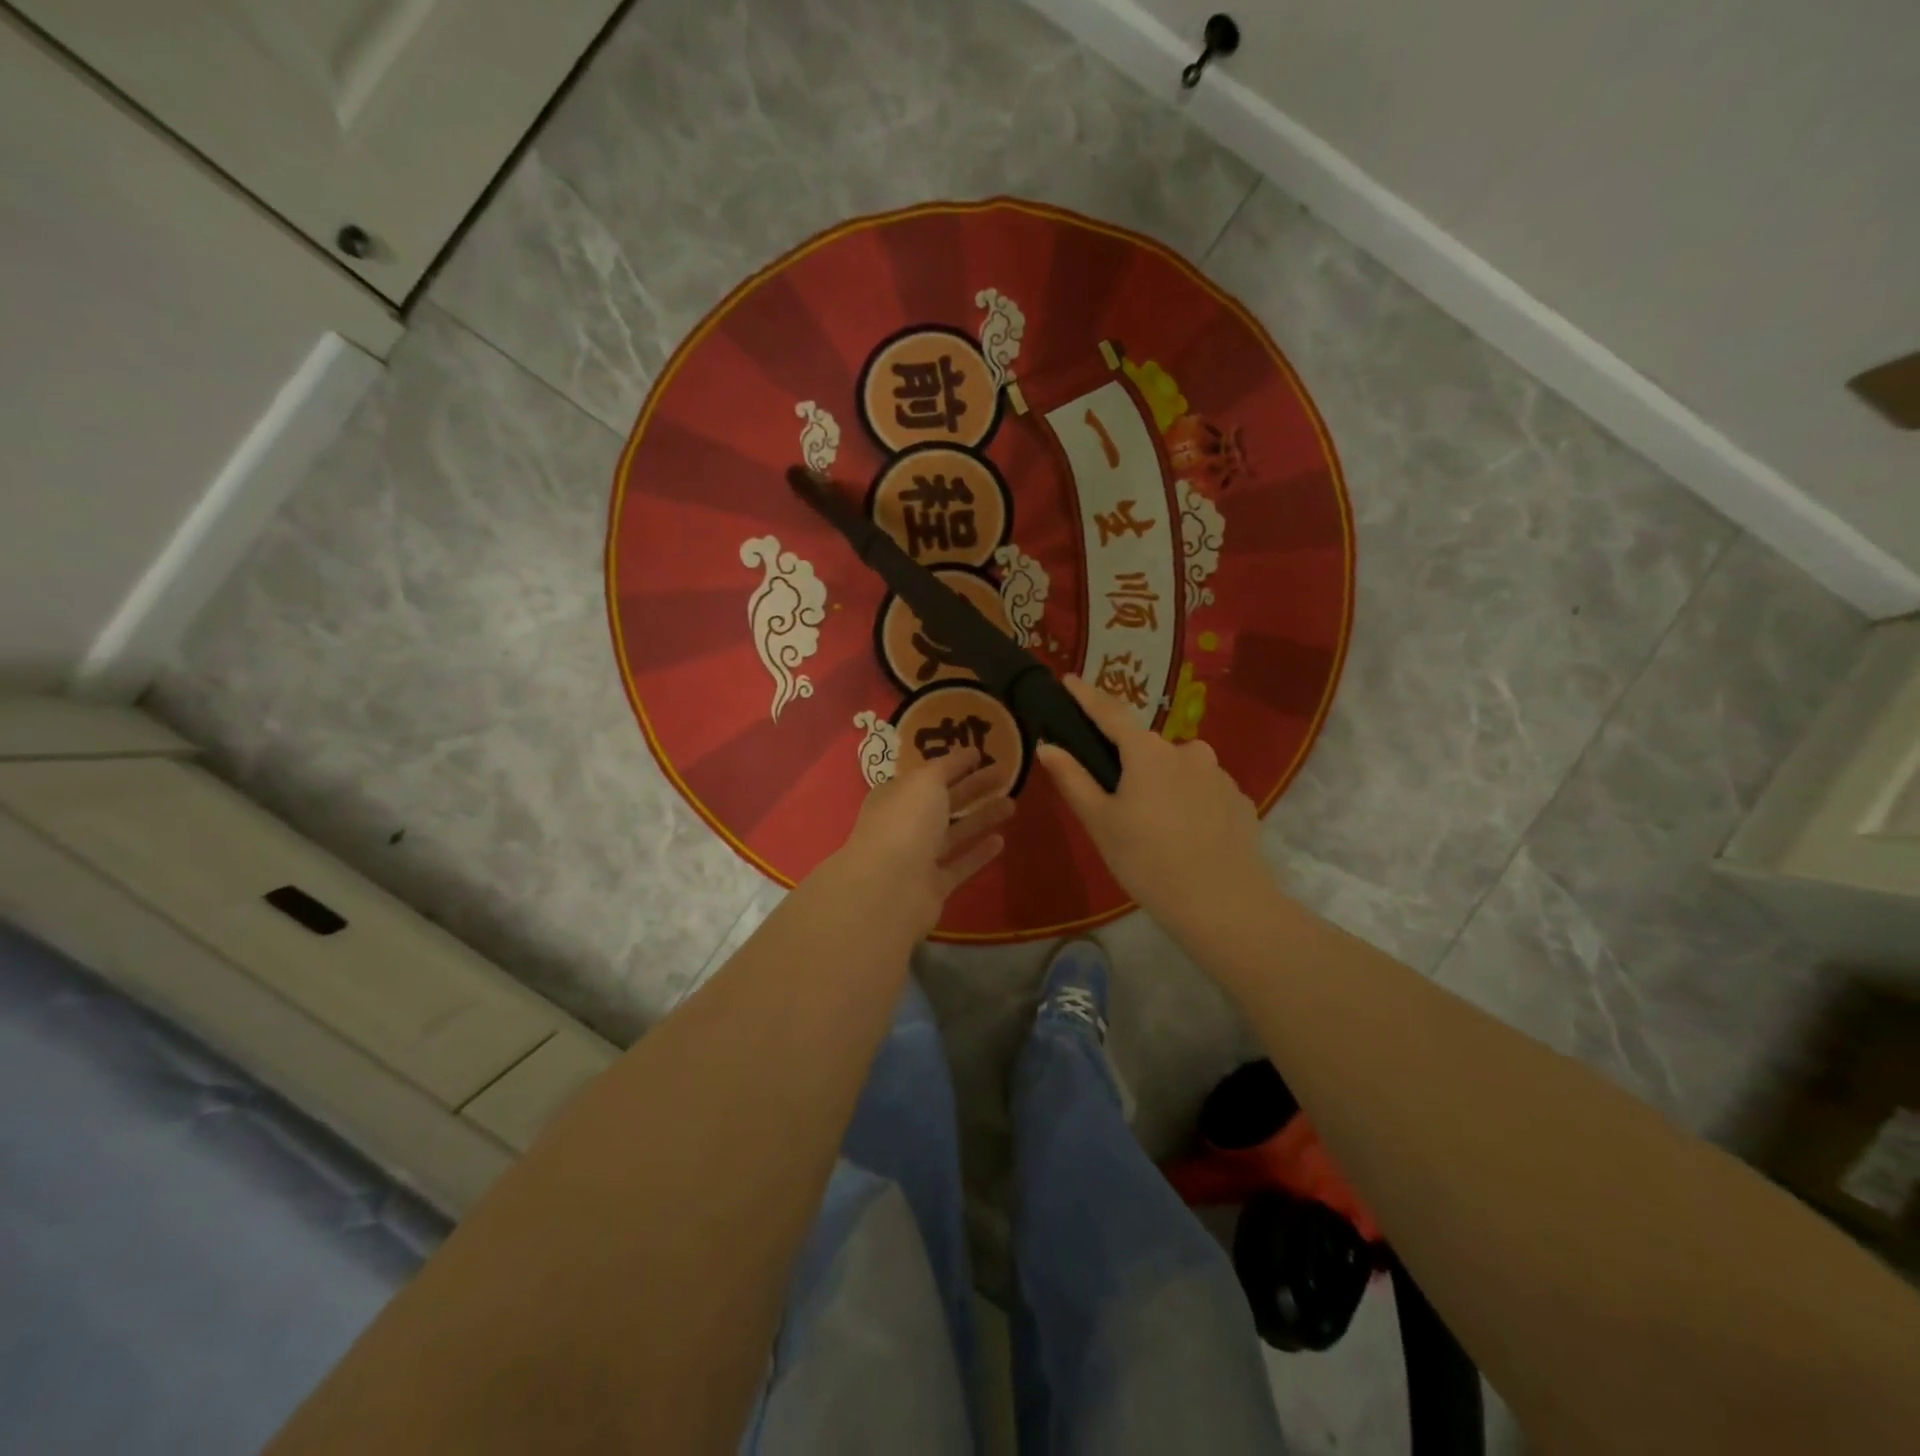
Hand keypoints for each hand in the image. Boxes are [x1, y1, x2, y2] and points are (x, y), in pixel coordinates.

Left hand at [820, 747, 1014, 940]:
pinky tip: (1001, 841)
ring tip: (1012, 804)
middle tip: (1006, 775)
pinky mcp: (933, 886)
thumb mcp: (925, 781)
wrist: (890, 888)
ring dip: (981, 818)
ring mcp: (918, 857)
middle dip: (973, 788)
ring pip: (954, 833)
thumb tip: (966, 753)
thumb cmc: (905, 823)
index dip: (952, 765)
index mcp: (896, 796)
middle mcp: (904, 824)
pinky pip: (959, 865)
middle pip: (943, 802)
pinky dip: (978, 853)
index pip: (926, 776)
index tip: (981, 754)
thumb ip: (947, 766)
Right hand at [1037, 675, 1269, 931]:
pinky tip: (1188, 837)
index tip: (1069, 679)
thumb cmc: (1148, 861)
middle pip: (1147, 748)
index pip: (1110, 713)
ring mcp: (1219, 775)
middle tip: (1117, 801)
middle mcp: (1187, 751)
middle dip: (1130, 764)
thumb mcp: (1101, 822)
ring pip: (1179, 770)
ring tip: (1156, 827)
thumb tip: (1048, 745)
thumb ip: (1073, 779)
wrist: (1223, 904)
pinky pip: (1204, 792)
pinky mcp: (1239, 801)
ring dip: (1163, 784)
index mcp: (1147, 752)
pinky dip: (1190, 803)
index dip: (1086, 696)